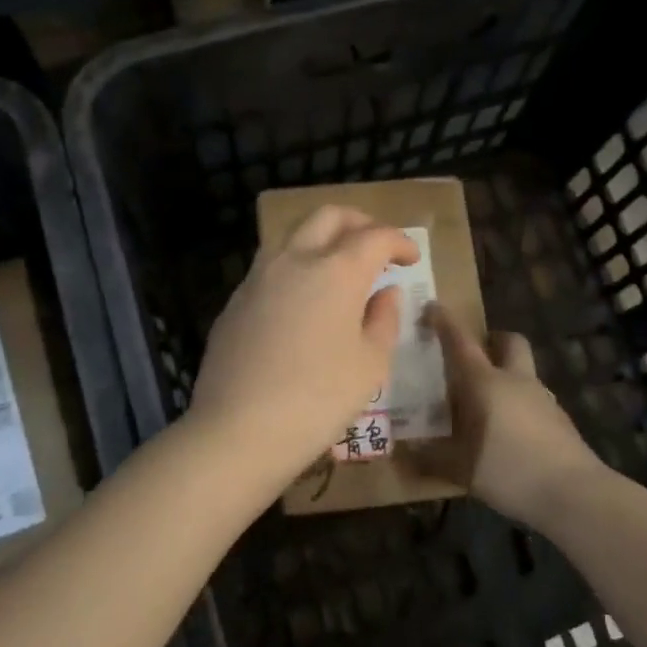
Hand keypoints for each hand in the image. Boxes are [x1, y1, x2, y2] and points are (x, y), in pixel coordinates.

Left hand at [188, 205, 418, 491]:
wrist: (238, 429)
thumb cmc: (319, 399)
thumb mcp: (370, 364)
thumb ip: (384, 319)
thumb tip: (385, 293)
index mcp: (337, 270)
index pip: (375, 236)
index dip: (399, 242)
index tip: (411, 257)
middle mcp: (295, 260)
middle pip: (328, 216)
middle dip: (359, 223)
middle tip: (377, 247)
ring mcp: (258, 277)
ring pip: (293, 236)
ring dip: (322, 240)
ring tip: (340, 270)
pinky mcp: (235, 301)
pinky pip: (271, 267)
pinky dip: (296, 268)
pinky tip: (303, 301)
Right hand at [422, 305, 602, 527]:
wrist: (574, 493)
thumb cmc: (509, 470)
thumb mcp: (460, 469)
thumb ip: (430, 459)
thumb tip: (403, 454)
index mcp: (485, 383)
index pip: (461, 342)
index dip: (444, 322)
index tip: (431, 308)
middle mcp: (516, 380)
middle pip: (509, 341)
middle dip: (492, 340)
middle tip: (472, 356)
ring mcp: (543, 398)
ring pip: (523, 371)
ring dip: (506, 374)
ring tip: (485, 403)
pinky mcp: (559, 420)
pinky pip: (533, 399)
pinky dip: (518, 404)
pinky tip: (508, 432)